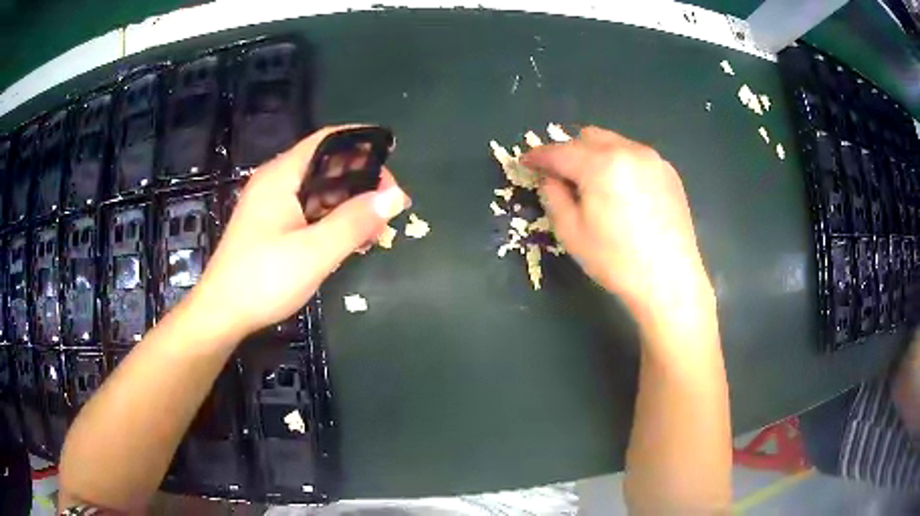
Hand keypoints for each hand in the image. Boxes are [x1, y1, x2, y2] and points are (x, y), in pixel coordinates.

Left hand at [187, 125, 409, 340]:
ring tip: (378, 227)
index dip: (363, 144)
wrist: (223, 314)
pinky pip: (310, 211)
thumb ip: (355, 221)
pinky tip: (352, 240)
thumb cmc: (263, 280)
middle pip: (326, 165)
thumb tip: (394, 197)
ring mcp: (272, 206)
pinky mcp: (272, 227)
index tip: (393, 163)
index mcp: (281, 176)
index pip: (328, 140)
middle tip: (391, 205)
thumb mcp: (314, 252)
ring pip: (320, 191)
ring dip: (350, 204)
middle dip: (362, 180)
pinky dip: (333, 219)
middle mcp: (276, 183)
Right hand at [522, 127, 713, 333]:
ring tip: (594, 184)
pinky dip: (619, 164)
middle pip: (587, 137)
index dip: (538, 156)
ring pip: (613, 143)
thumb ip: (553, 196)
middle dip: (569, 151)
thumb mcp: (571, 232)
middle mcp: (627, 150)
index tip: (525, 162)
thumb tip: (550, 178)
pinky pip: (634, 155)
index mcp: (600, 164)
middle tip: (561, 177)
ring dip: (595, 155)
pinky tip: (622, 192)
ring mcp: (652, 159)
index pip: (559, 151)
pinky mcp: (668, 172)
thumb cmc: (616, 261)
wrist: (670, 280)